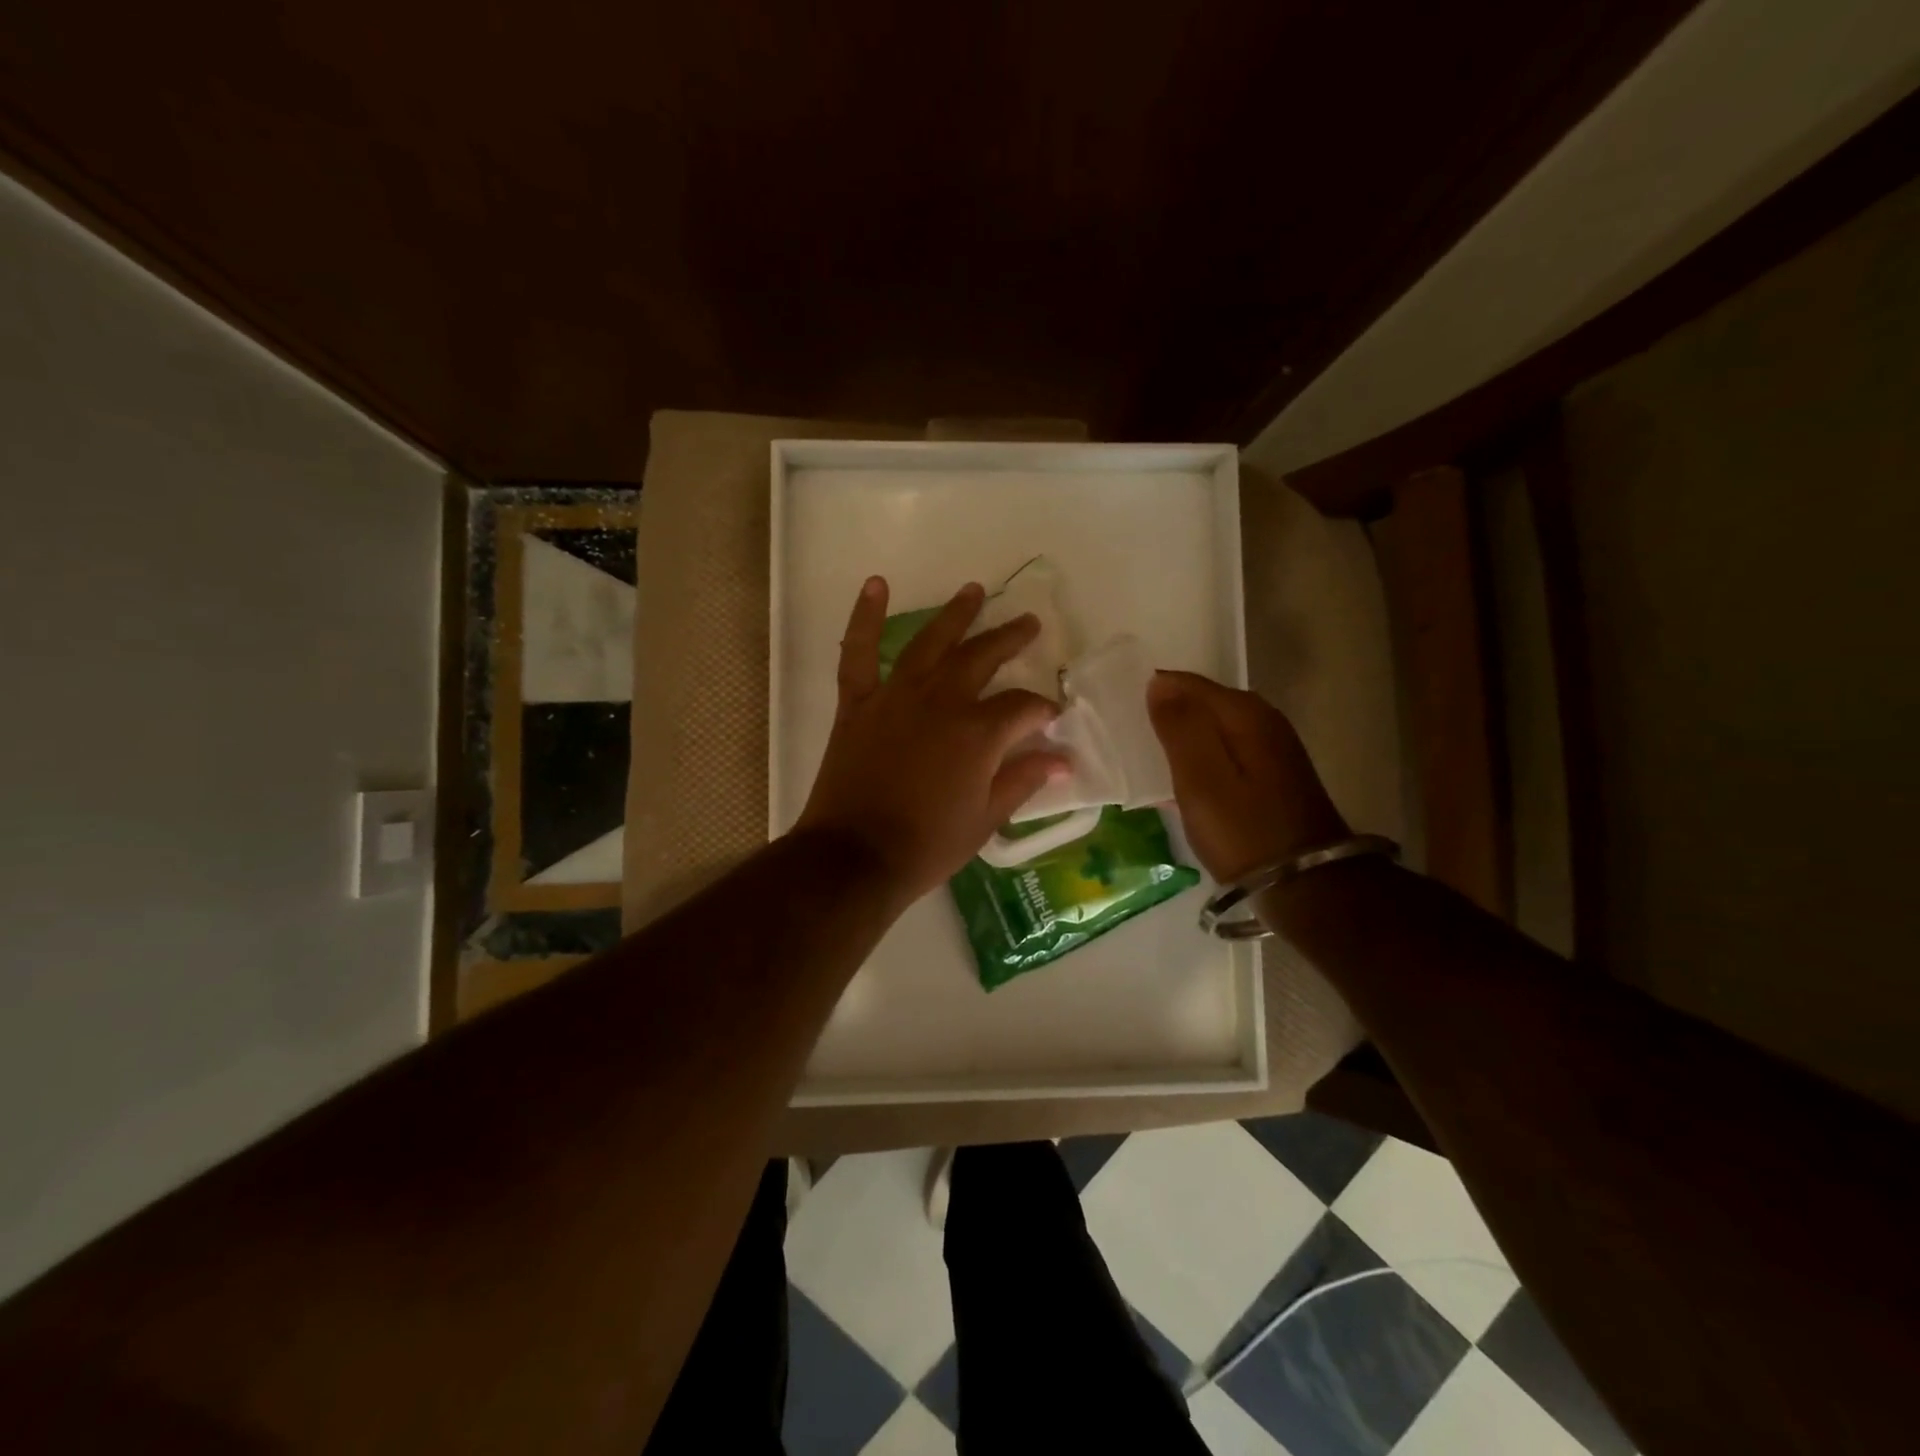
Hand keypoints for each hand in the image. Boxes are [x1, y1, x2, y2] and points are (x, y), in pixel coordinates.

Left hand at [795, 578, 1070, 908]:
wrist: (855, 857)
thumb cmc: (927, 845)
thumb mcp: (986, 819)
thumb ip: (1024, 780)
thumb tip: (1063, 760)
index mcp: (978, 732)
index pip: (1023, 707)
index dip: (1042, 710)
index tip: (1051, 719)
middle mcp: (941, 701)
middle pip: (982, 657)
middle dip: (1010, 639)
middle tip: (1029, 623)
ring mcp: (895, 696)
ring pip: (930, 643)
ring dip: (955, 614)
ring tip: (974, 590)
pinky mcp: (858, 703)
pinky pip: (858, 652)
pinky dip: (865, 616)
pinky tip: (877, 583)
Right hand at [1146, 670, 1348, 883]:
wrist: (1304, 884)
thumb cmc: (1243, 830)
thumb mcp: (1200, 778)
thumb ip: (1179, 727)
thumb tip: (1158, 682)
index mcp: (1244, 713)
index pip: (1186, 683)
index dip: (1153, 690)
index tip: (1120, 709)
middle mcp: (1263, 719)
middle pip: (1202, 703)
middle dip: (1167, 711)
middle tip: (1127, 733)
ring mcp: (1272, 747)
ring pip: (1213, 728)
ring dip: (1183, 737)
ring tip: (1146, 755)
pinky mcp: (1272, 774)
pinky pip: (1225, 750)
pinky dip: (1201, 758)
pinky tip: (1181, 779)